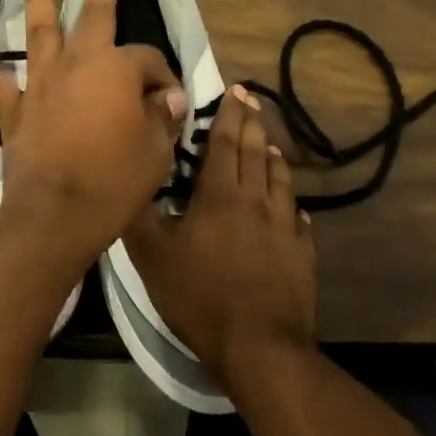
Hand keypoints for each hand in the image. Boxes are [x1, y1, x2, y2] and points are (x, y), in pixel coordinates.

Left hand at [0, 0, 187, 267]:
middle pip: (92, 13)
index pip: (148, 59)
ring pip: (38, 28)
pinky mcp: (12, 109)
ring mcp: (40, 83)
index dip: (163, 77)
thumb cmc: (114, 184)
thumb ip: (162, 119)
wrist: (55, 217)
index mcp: (117, 70)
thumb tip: (169, 100)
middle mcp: (77, 64)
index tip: (170, 102)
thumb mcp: (156, 153)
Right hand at [124, 85, 317, 383]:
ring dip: (273, 156)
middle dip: (253, 124)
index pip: (225, 143)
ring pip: (280, 179)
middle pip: (255, 153)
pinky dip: (289, 201)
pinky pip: (296, 216)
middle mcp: (256, 201)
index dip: (229, 115)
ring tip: (270, 144)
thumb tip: (132, 182)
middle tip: (253, 101)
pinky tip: (290, 205)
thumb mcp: (152, 257)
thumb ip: (140, 217)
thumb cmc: (199, 296)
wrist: (258, 344)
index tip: (236, 90)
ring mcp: (284, 226)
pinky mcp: (302, 252)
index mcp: (220, 195)